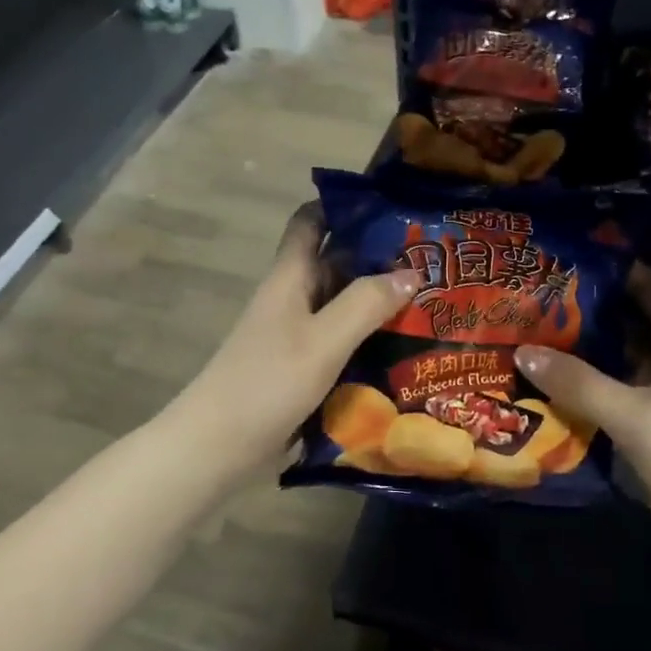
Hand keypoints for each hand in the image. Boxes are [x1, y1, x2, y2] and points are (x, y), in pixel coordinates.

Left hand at [170, 204, 418, 475]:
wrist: (218, 445)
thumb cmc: (267, 382)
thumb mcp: (323, 340)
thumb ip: (365, 304)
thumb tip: (411, 272)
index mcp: (290, 277)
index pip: (311, 221)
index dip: (344, 205)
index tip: (390, 205)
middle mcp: (293, 298)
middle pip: (335, 262)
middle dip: (378, 256)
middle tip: (433, 258)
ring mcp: (296, 333)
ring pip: (342, 303)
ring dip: (378, 299)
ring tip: (431, 299)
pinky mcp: (302, 366)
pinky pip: (341, 339)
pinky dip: (368, 336)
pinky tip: (403, 346)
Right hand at [516, 264, 650, 571]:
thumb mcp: (634, 414)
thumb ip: (577, 381)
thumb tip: (522, 351)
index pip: (648, 289)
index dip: (611, 272)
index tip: (562, 260)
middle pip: (628, 328)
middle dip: (584, 317)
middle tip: (529, 304)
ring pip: (618, 369)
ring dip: (582, 360)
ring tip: (527, 341)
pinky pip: (615, 404)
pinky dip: (587, 397)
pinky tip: (546, 392)